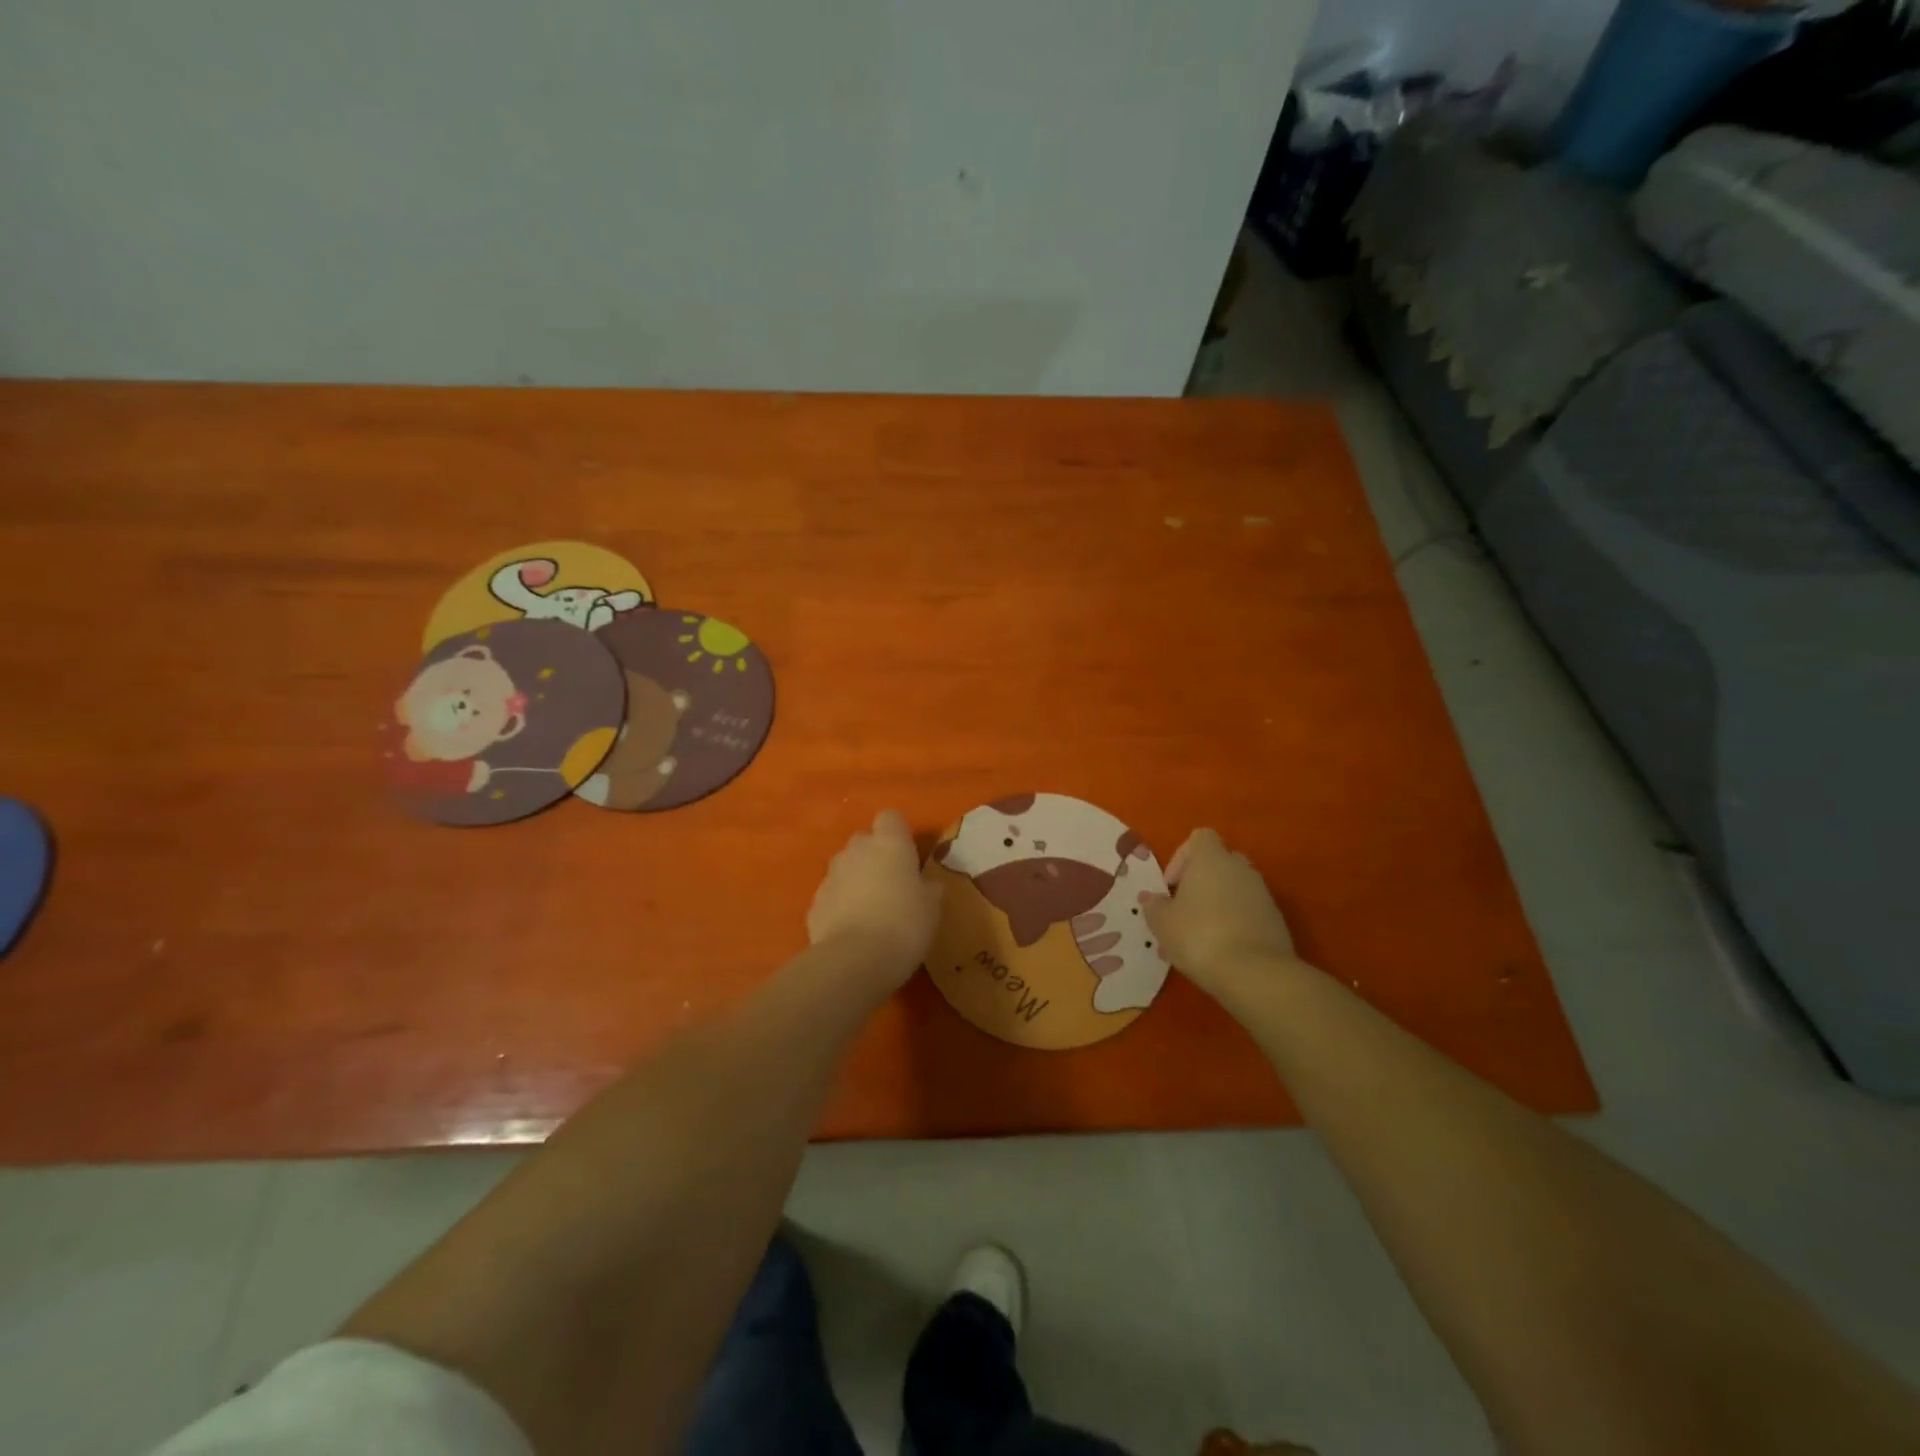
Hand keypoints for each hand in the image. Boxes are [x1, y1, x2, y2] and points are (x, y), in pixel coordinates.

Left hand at [808, 809, 943, 986]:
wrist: (854, 960)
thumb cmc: (904, 925)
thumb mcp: (932, 908)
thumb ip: (928, 889)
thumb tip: (926, 884)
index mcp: (890, 844)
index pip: (890, 817)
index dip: (898, 833)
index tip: (908, 855)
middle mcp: (857, 850)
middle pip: (864, 839)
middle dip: (874, 855)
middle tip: (891, 883)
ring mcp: (831, 875)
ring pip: (845, 866)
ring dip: (856, 878)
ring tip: (870, 908)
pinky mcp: (814, 902)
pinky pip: (832, 894)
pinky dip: (840, 903)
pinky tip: (852, 927)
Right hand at [1145, 829, 1296, 999]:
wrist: (1255, 974)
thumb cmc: (1199, 936)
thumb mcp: (1162, 923)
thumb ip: (1154, 906)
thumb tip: (1151, 899)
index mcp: (1212, 859)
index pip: (1199, 837)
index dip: (1182, 857)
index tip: (1171, 885)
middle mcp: (1240, 868)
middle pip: (1219, 862)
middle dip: (1200, 882)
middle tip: (1183, 910)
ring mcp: (1263, 894)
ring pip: (1234, 890)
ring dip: (1217, 905)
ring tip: (1198, 938)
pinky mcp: (1276, 920)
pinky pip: (1249, 912)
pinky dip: (1235, 924)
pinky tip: (1220, 951)